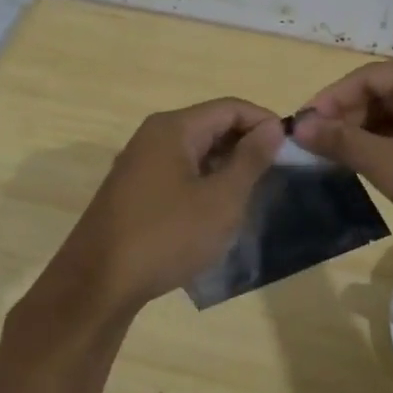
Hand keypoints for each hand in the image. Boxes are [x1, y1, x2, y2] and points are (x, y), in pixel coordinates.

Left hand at [37, 98, 284, 320]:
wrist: (99, 284)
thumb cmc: (167, 236)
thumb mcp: (221, 200)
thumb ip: (250, 160)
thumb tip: (272, 127)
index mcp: (173, 128)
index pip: (230, 108)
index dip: (265, 122)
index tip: (293, 149)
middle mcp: (152, 137)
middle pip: (210, 126)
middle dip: (246, 145)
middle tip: (278, 174)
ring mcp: (139, 165)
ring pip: (194, 152)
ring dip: (226, 167)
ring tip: (254, 194)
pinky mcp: (134, 192)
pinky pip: (178, 174)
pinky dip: (204, 184)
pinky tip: (217, 212)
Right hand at [292, 58, 392, 256]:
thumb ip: (344, 143)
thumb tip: (298, 125)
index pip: (365, 77)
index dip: (329, 101)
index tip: (301, 129)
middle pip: (385, 90)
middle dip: (349, 118)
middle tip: (319, 149)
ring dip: (372, 131)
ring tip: (344, 160)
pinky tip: (382, 164)